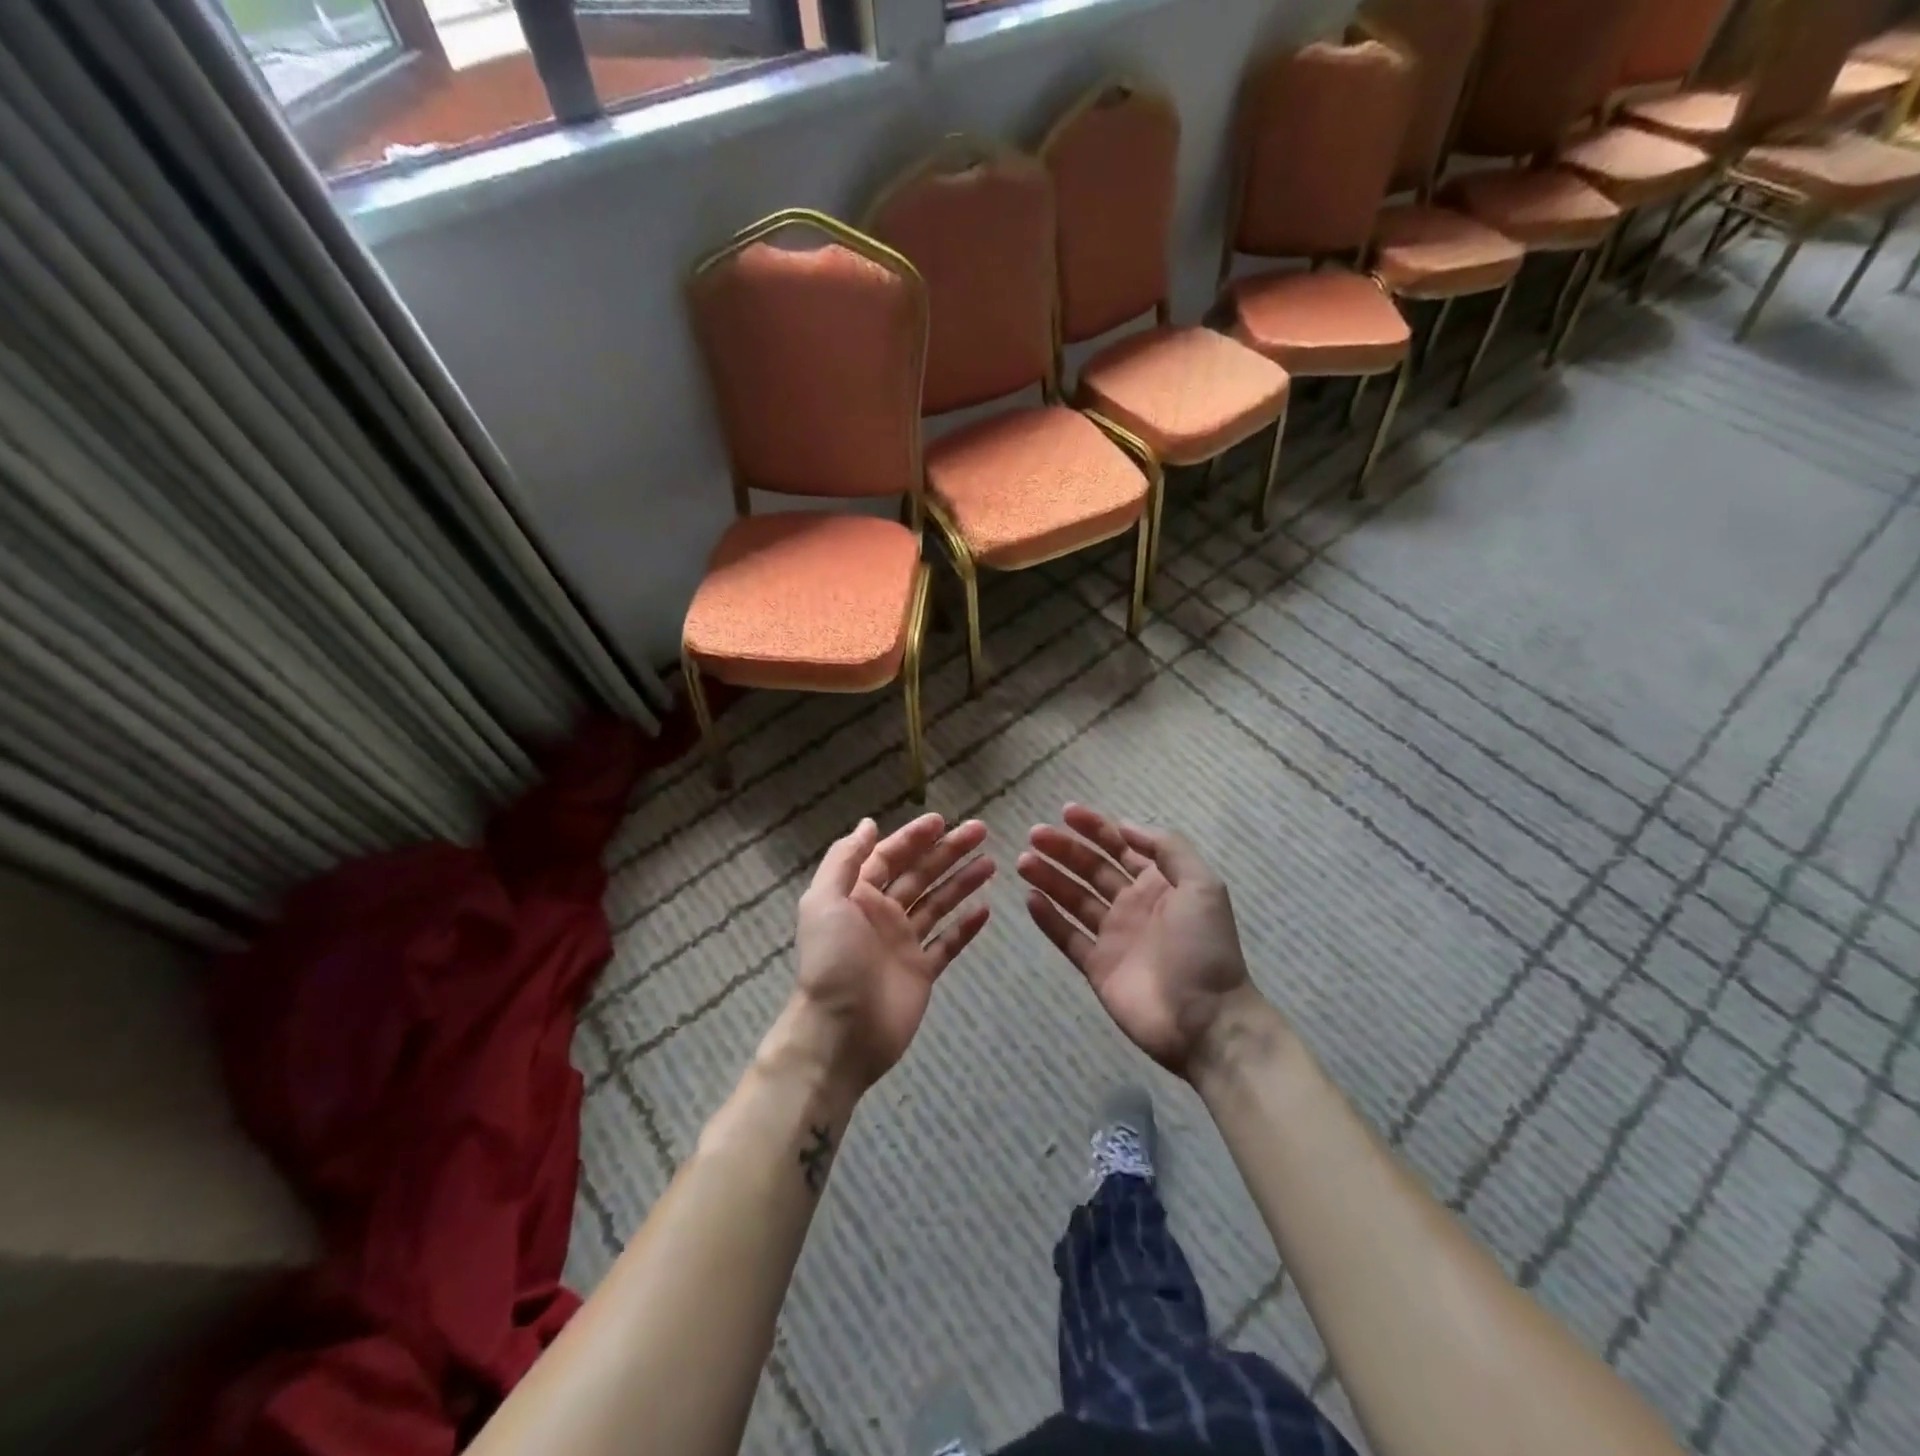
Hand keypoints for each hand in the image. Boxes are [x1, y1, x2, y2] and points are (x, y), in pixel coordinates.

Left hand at [776, 813, 993, 1095]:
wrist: (841, 1033)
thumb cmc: (832, 961)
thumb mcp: (824, 901)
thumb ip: (845, 860)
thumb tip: (868, 825)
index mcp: (857, 896)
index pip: (889, 856)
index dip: (914, 837)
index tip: (943, 821)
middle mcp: (882, 914)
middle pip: (920, 874)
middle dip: (948, 851)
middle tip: (981, 830)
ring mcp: (904, 943)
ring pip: (938, 904)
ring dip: (962, 882)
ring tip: (991, 864)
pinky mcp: (921, 972)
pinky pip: (948, 943)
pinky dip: (966, 927)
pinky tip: (986, 909)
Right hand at [1020, 804, 1267, 1079]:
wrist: (1205, 1020)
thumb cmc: (1204, 948)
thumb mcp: (1201, 886)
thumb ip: (1167, 849)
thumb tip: (1126, 825)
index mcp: (1159, 884)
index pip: (1121, 847)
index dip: (1095, 828)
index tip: (1065, 812)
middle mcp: (1133, 905)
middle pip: (1091, 869)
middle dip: (1064, 849)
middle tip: (1034, 835)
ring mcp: (1113, 936)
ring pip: (1074, 899)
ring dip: (1050, 878)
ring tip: (1023, 861)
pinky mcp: (1096, 966)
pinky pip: (1067, 937)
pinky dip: (1048, 918)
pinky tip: (1030, 898)